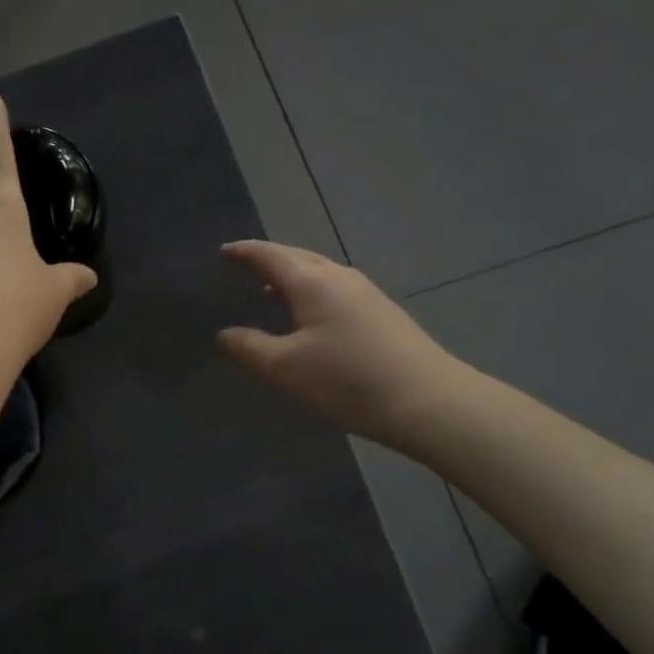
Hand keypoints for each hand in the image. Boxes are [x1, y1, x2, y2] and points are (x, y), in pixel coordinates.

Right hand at [218, 241, 472, 454]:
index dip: (244, 252)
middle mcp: (340, 277)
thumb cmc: (347, 380)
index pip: (270, 255)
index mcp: (312, 281)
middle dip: (268, 259)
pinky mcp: (383, 313)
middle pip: (297, 257)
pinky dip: (311, 293)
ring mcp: (366, 293)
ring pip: (319, 273)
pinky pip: (335, 290)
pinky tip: (309, 317)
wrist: (429, 401)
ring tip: (270, 292)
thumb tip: (224, 334)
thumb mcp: (286, 368)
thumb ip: (249, 347)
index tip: (223, 251)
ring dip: (292, 277)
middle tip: (244, 268)